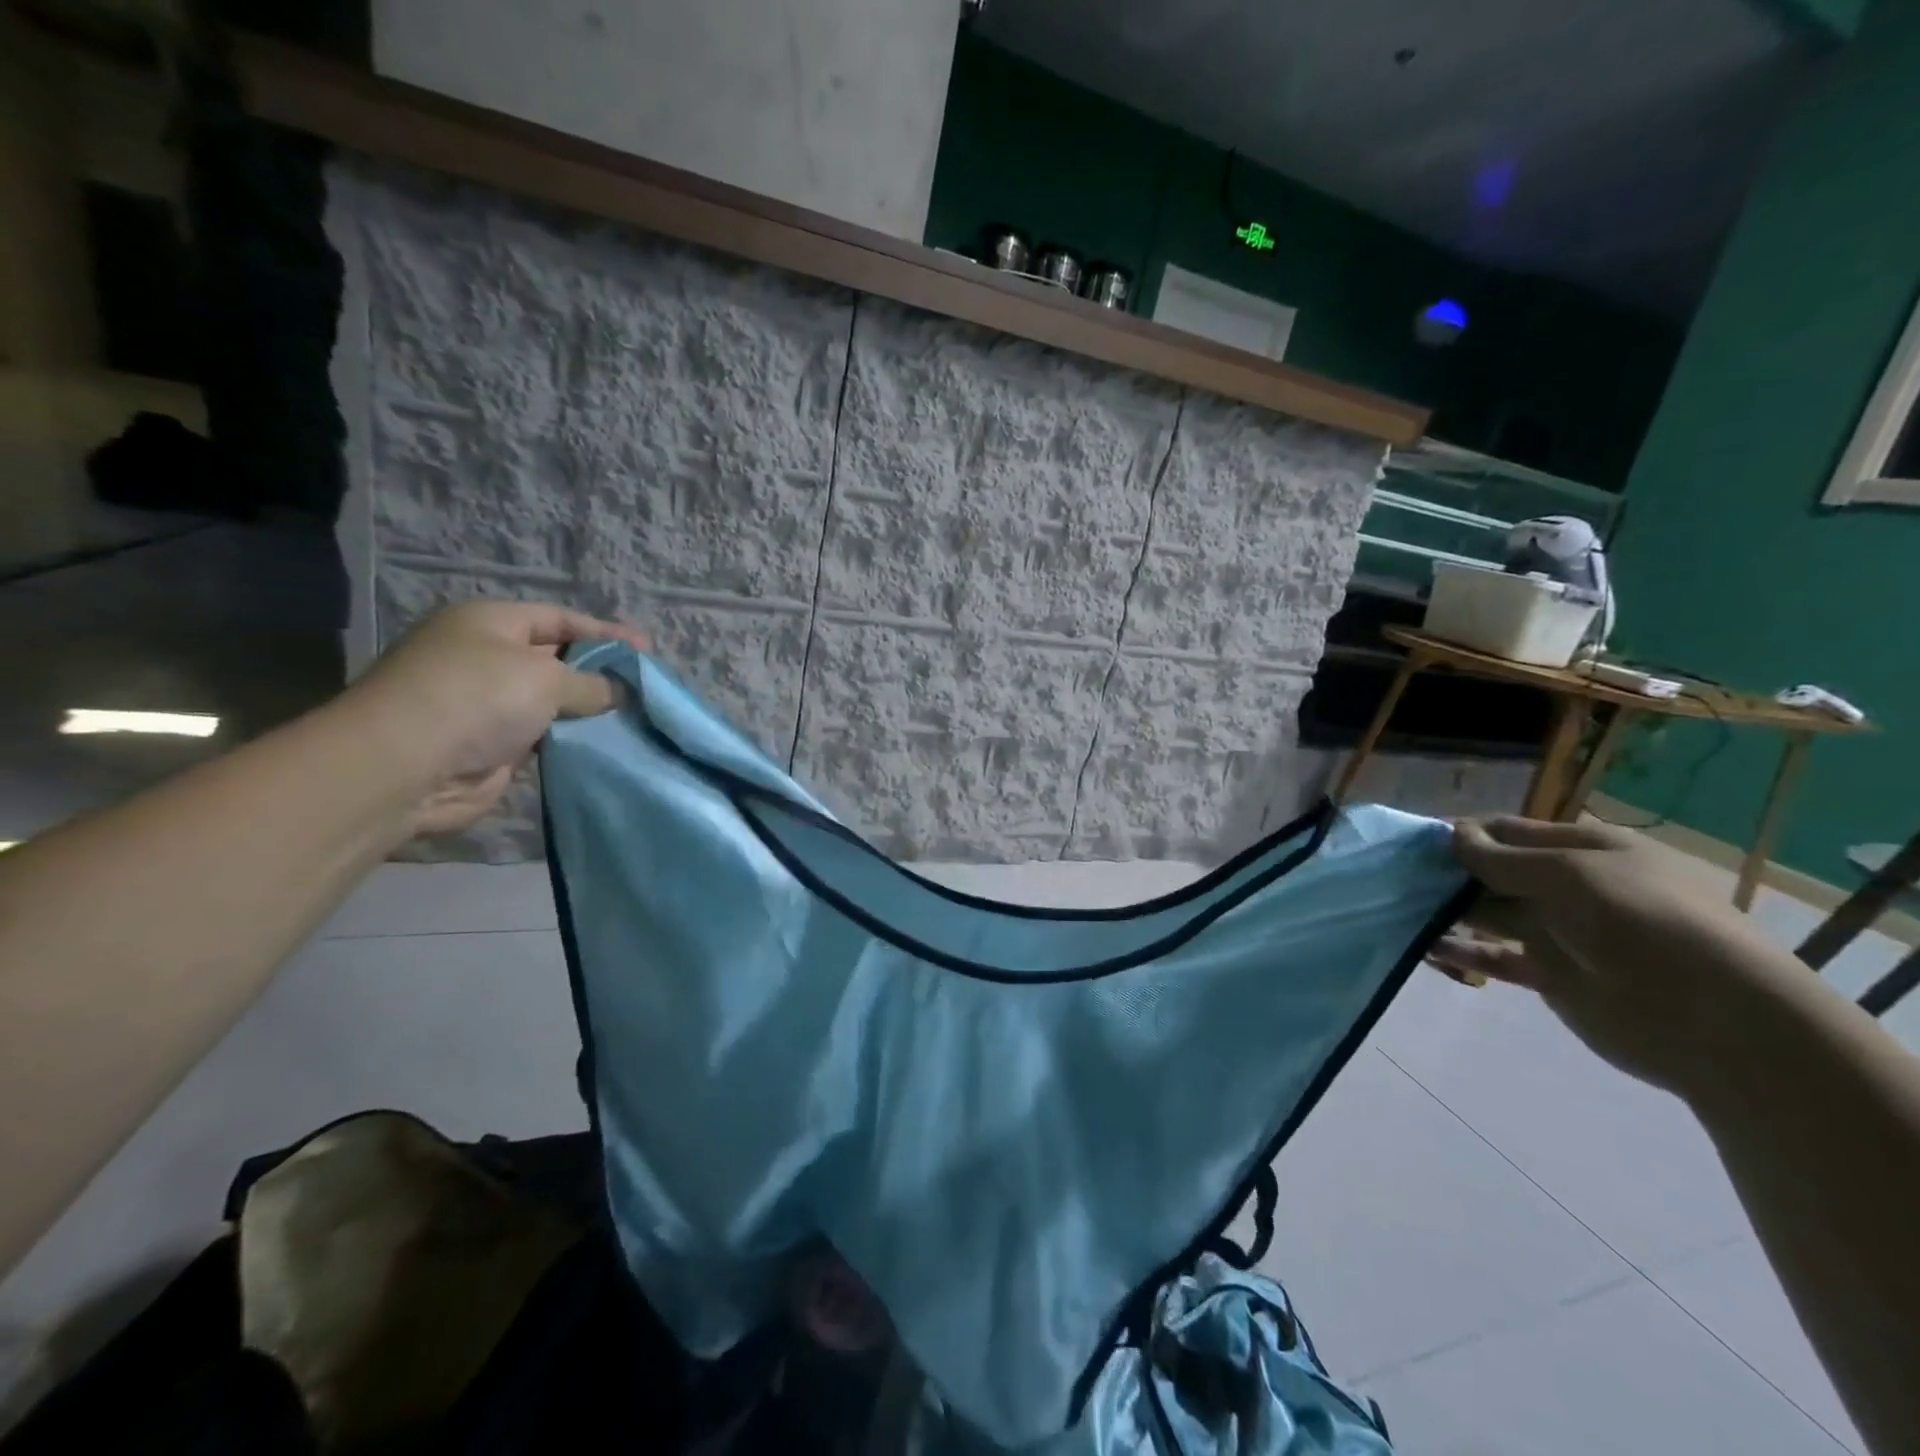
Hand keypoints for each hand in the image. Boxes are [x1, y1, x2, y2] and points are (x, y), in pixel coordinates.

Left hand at [342, 602, 646, 835]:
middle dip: (600, 672)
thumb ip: (592, 683)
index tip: (646, 651)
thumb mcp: (545, 677)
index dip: (605, 632)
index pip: (560, 619)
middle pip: (557, 659)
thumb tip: (620, 691)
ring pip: (552, 702)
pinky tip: (604, 745)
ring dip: (587, 711)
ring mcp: (486, 705)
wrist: (404, 768)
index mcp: (490, 623)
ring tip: (635, 717)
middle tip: (645, 687)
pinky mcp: (490, 747)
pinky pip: (543, 737)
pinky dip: (570, 740)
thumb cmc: (476, 698)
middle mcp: (486, 658)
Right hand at [1430, 817, 1804, 1098]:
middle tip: (1395, 876)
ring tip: (1398, 907)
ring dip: (1449, 909)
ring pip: (1490, 912)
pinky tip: (1424, 946)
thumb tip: (1451, 833)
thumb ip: (1503, 858)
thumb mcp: (1569, 874)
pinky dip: (1462, 950)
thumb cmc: (1642, 923)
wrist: (1715, 1020)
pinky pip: (1496, 957)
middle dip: (1449, 871)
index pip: (1510, 831)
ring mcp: (1561, 932)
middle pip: (1496, 871)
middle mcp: (1571, 886)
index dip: (1463, 833)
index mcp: (1587, 850)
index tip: (1414, 840)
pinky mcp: (1552, 975)